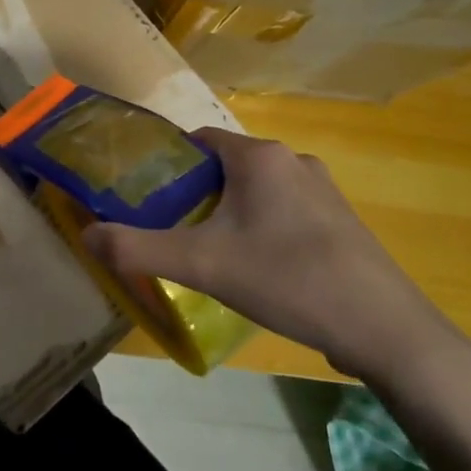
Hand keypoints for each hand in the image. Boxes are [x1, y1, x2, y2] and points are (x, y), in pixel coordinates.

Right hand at [81, 129, 463, 385]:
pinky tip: (257, 271)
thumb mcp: (201, 264)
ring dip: (228, 215)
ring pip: (255, 192)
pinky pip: (284, 213)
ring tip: (209, 256)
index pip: (197, 141)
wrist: (383, 329)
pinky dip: (260, 230)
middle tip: (170, 233)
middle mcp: (293, 161)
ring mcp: (323, 192)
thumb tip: (86, 237)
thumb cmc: (287, 279)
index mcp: (260, 157)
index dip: (166, 166)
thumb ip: (137, 249)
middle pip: (224, 168)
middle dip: (194, 196)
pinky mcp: (339, 223)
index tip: (145, 199)